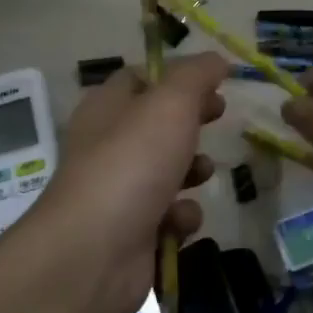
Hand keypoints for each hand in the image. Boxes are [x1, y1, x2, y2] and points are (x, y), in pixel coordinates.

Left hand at [35, 53, 226, 312]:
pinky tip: (178, 223)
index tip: (213, 83)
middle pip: (158, 125)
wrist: (94, 253)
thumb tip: (217, 59)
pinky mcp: (134, 233)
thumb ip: (196, 76)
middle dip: (192, 124)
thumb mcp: (169, 105)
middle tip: (218, 117)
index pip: (139, 79)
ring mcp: (120, 192)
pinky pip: (170, 217)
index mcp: (107, 108)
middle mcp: (109, 146)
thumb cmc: (131, 165)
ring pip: (169, 172)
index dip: (177, 77)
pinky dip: (181, 218)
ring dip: (193, 172)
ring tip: (201, 174)